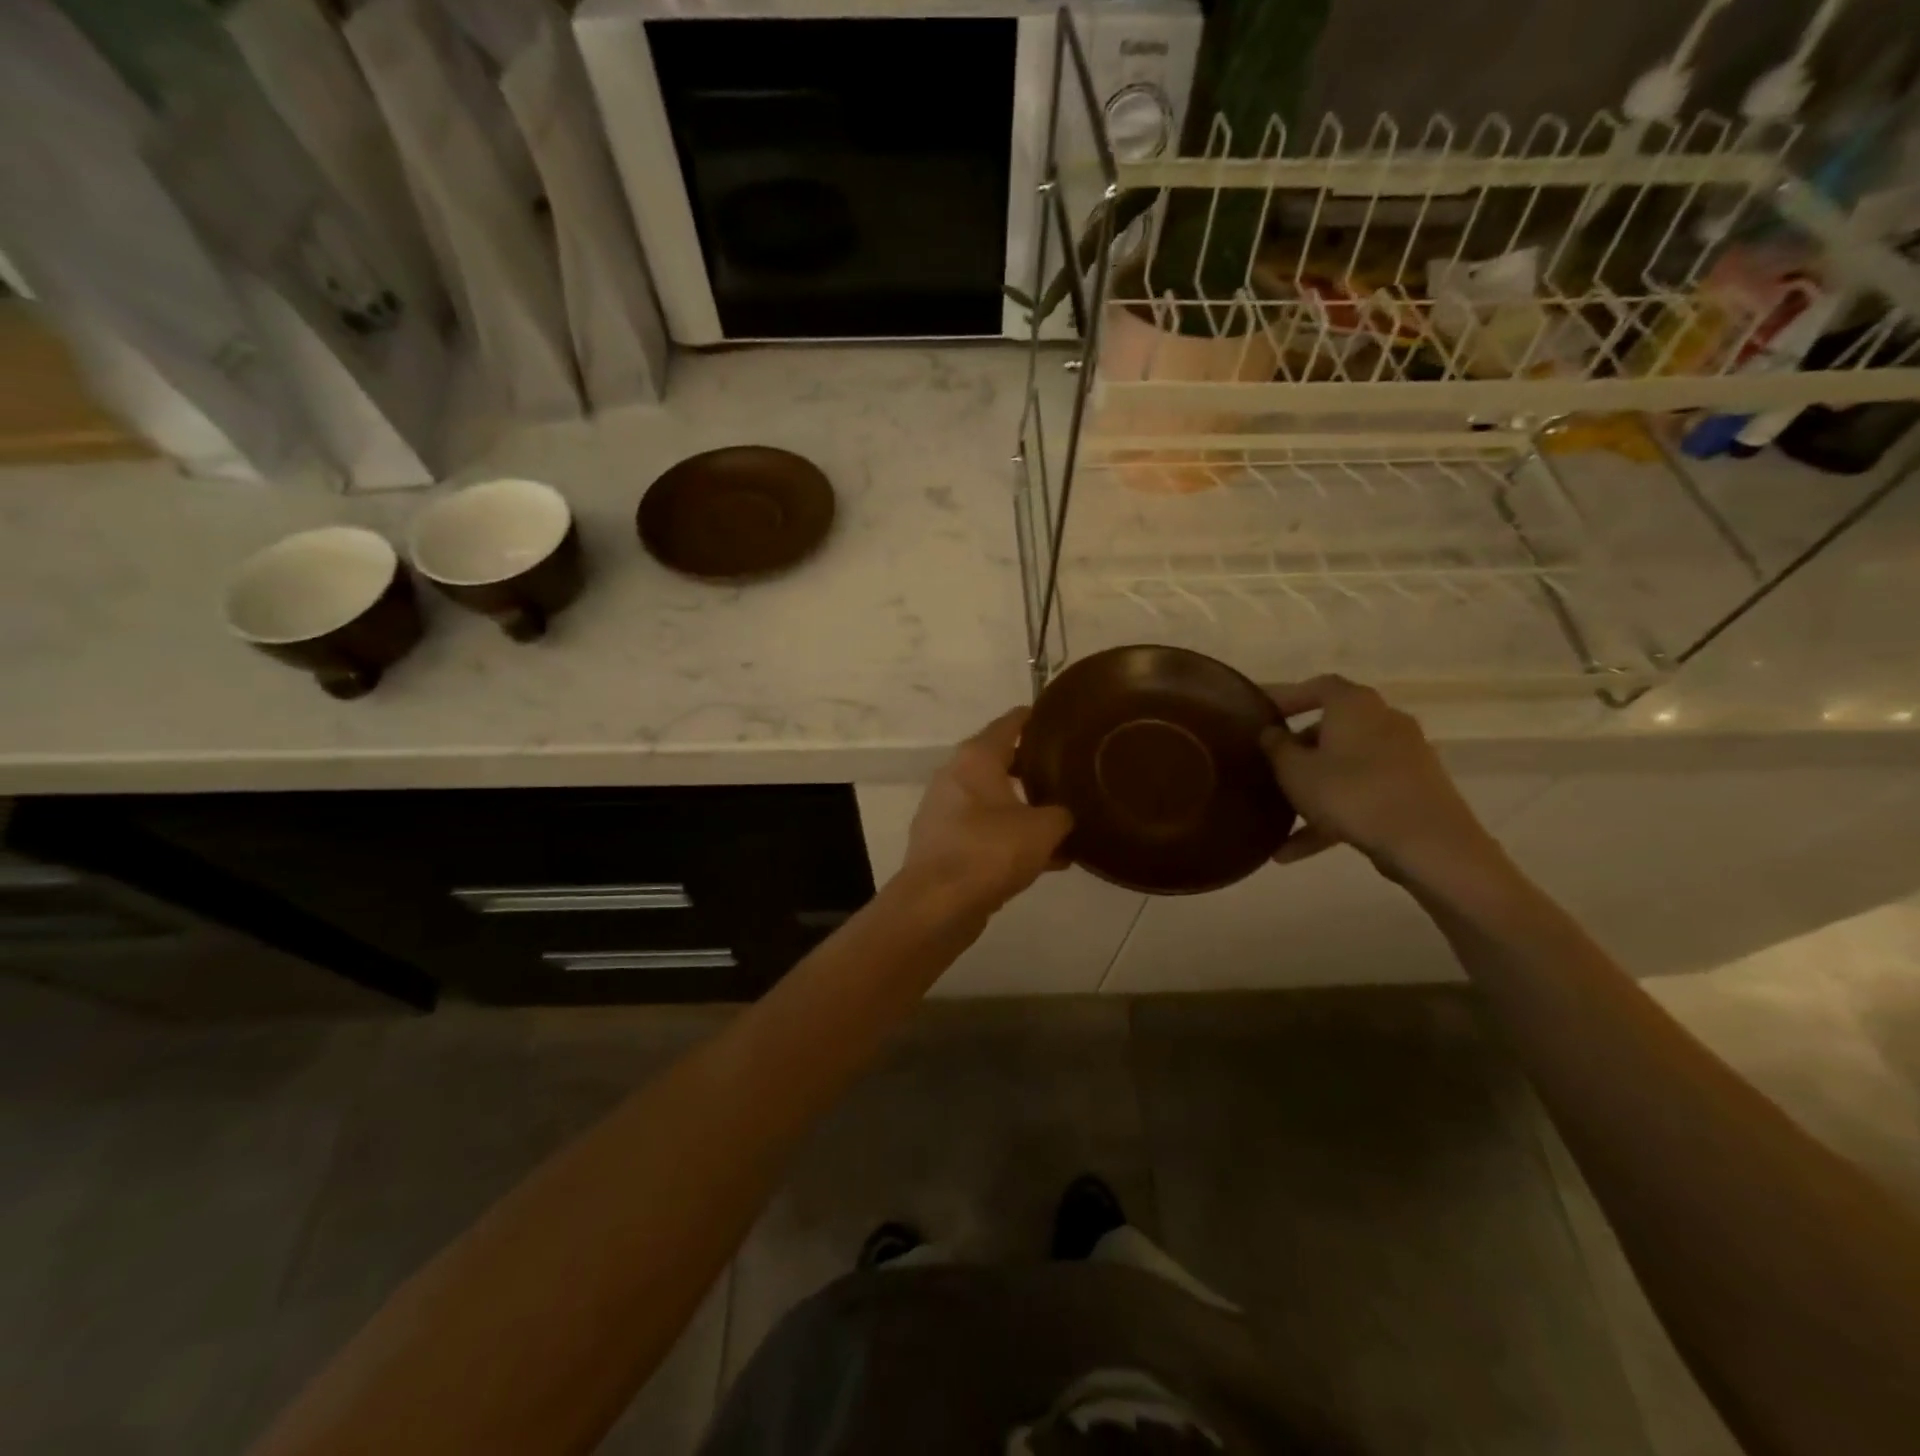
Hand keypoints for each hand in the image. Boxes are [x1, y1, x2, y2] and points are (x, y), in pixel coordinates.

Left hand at [902, 709, 1072, 915]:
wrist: (937, 905)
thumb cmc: (990, 852)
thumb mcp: (1043, 830)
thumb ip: (1062, 814)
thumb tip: (1065, 814)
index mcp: (976, 758)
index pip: (1010, 723)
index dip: (1037, 718)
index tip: (1062, 719)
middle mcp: (955, 776)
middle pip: (1001, 761)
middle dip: (1035, 767)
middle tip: (1070, 772)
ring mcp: (945, 810)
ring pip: (994, 800)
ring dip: (1025, 808)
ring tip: (1063, 820)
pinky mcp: (944, 843)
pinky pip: (986, 830)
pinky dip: (1011, 837)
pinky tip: (1046, 859)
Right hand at [1261, 675, 1496, 880]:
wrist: (1429, 844)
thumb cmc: (1352, 793)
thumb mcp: (1295, 771)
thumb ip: (1276, 747)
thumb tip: (1271, 732)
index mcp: (1355, 705)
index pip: (1318, 687)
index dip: (1287, 696)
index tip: (1262, 714)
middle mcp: (1385, 721)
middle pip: (1333, 728)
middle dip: (1299, 749)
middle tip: (1270, 766)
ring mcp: (1404, 758)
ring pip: (1346, 768)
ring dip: (1312, 792)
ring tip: (1278, 822)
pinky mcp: (1414, 792)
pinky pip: (1362, 796)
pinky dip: (1332, 816)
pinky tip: (1295, 852)